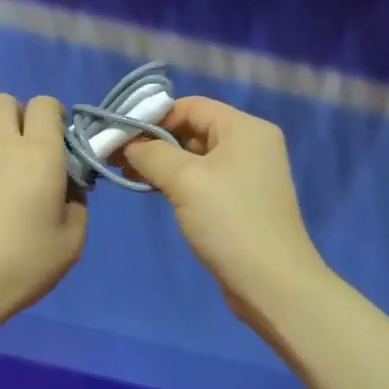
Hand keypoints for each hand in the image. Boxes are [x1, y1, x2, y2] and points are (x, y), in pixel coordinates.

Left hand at [0, 93, 86, 327]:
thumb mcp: (72, 241)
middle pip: (4, 102)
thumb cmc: (24, 263)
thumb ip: (76, 206)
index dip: (53, 115)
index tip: (59, 142)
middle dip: (18, 117)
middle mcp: (0, 146)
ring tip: (0, 174)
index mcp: (38, 154)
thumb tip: (65, 192)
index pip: (43, 104)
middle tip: (28, 152)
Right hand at [120, 97, 328, 328]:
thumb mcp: (185, 180)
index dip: (153, 117)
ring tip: (127, 174)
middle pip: (193, 128)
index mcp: (245, 128)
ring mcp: (248, 174)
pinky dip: (177, 181)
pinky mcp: (241, 201)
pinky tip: (153, 190)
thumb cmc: (229, 221)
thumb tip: (127, 144)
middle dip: (153, 141)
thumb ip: (151, 153)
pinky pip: (203, 179)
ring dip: (162, 162)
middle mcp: (250, 144)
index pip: (191, 105)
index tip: (120, 136)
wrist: (271, 283)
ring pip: (195, 156)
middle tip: (117, 157)